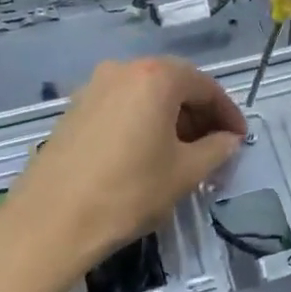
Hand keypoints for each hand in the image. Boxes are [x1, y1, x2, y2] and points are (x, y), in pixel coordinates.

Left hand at [2, 57, 244, 276]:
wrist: (50, 221)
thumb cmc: (129, 192)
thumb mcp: (185, 173)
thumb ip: (216, 149)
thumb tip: (229, 140)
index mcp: (155, 77)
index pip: (205, 86)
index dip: (228, 113)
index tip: (239, 139)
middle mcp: (122, 70)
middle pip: (174, 84)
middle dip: (199, 113)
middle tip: (215, 146)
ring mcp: (93, 87)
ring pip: (145, 95)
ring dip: (171, 118)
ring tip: (183, 153)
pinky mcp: (73, 109)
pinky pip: (121, 106)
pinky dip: (142, 122)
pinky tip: (147, 153)